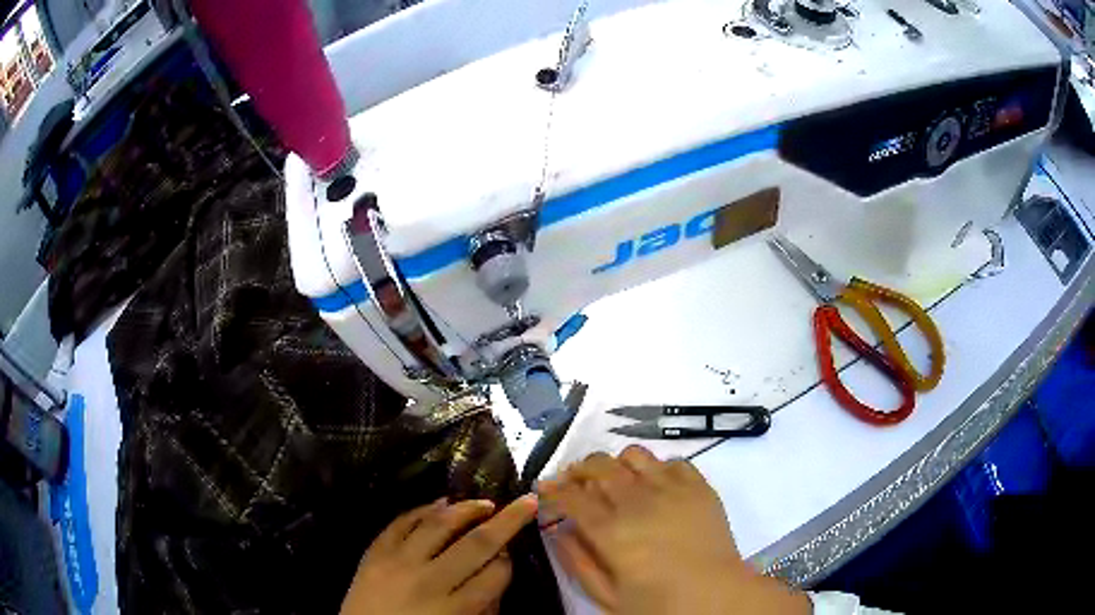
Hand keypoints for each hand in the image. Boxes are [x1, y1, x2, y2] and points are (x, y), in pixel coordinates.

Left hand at [341, 494, 537, 614]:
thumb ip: (481, 607)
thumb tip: (497, 573)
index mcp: (453, 609)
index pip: (494, 576)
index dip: (509, 561)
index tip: (511, 554)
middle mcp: (430, 581)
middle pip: (476, 545)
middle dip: (507, 522)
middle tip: (526, 501)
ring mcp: (398, 562)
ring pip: (438, 525)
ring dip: (466, 509)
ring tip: (485, 502)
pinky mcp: (375, 552)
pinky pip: (401, 522)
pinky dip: (422, 509)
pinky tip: (439, 502)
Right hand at [539, 446, 809, 614]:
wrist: (717, 597)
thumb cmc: (659, 604)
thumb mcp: (607, 596)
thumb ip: (577, 561)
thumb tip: (557, 530)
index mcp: (611, 531)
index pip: (571, 495)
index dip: (553, 488)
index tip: (544, 488)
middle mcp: (638, 501)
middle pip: (599, 466)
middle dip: (578, 469)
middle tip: (574, 481)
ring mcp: (672, 489)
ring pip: (634, 455)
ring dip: (616, 463)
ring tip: (615, 479)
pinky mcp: (699, 486)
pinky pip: (672, 461)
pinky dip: (656, 468)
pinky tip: (654, 485)